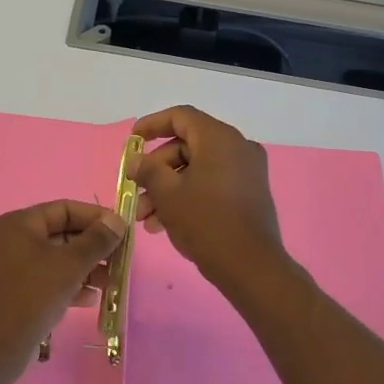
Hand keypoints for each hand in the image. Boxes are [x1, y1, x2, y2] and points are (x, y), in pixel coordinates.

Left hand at [0, 200, 127, 370]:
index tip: (123, 230)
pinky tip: (91, 299)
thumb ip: (97, 240)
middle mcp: (14, 239)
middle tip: (120, 259)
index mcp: (20, 223)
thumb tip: (118, 219)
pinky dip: (70, 284)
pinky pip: (49, 279)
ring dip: (86, 268)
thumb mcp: (70, 265)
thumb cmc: (33, 296)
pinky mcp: (17, 291)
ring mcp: (14, 267)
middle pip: (62, 233)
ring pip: (58, 259)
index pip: (64, 209)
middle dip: (93, 246)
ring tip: (111, 282)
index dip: (96, 217)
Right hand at [132, 106, 289, 294]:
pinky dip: (187, 196)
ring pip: (197, 169)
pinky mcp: (248, 194)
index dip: (152, 125)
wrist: (251, 266)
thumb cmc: (206, 222)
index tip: (132, 141)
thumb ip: (148, 170)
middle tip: (137, 192)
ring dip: (168, 188)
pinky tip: (164, 224)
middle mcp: (237, 147)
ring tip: (146, 218)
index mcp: (219, 138)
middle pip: (187, 146)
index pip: (181, 117)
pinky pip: (211, 184)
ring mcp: (246, 172)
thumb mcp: (168, 194)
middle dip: (156, 170)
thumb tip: (137, 162)